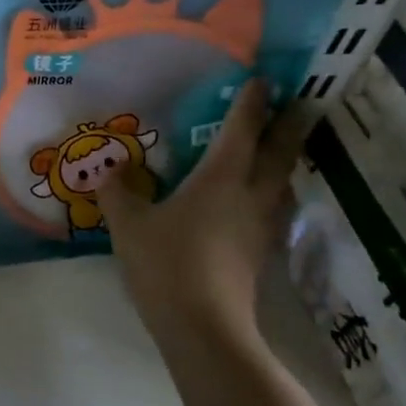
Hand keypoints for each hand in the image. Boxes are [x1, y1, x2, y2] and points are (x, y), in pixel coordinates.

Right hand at [96, 79, 307, 338]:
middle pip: (282, 149)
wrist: (204, 326)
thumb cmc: (166, 264)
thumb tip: (108, 169)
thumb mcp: (128, 225)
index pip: (243, 128)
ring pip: (285, 180)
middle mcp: (251, 194)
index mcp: (221, 178)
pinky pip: (275, 206)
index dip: (253, 101)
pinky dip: (274, 190)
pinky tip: (259, 200)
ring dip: (286, 158)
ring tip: (278, 148)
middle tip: (297, 102)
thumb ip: (118, 192)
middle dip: (291, 122)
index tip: (263, 79)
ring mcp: (263, 225)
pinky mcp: (263, 251)